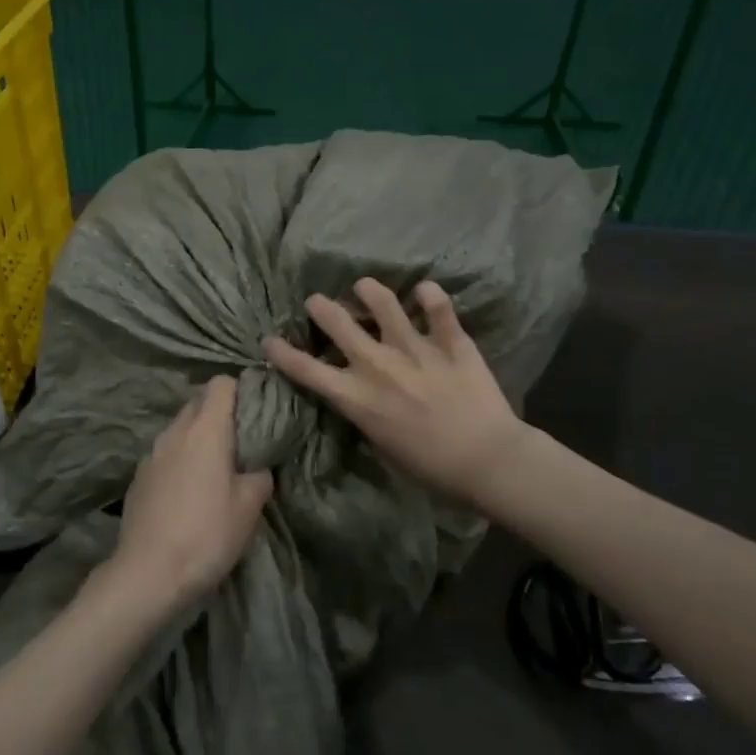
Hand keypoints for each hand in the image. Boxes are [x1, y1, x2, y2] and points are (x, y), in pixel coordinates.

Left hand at [115, 377, 273, 607]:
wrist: (148, 573)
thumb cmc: (207, 534)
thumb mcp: (249, 507)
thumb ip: (260, 474)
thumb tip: (257, 466)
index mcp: (205, 430)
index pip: (221, 384)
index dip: (241, 391)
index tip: (257, 412)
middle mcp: (174, 432)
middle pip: (198, 402)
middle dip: (220, 414)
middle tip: (242, 442)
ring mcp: (151, 453)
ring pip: (180, 428)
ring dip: (198, 438)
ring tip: (216, 468)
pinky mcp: (138, 476)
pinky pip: (165, 454)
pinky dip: (180, 459)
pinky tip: (188, 491)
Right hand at [264, 278, 529, 507]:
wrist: (486, 460)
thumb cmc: (431, 468)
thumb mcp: (383, 448)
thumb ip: (367, 416)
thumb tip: (362, 399)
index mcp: (357, 397)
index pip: (308, 371)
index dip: (283, 354)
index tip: (270, 341)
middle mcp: (378, 366)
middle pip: (339, 324)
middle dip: (322, 308)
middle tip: (317, 302)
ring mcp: (415, 350)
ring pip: (385, 305)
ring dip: (370, 291)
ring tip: (365, 285)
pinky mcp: (450, 344)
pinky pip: (439, 310)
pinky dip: (431, 297)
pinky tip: (425, 290)